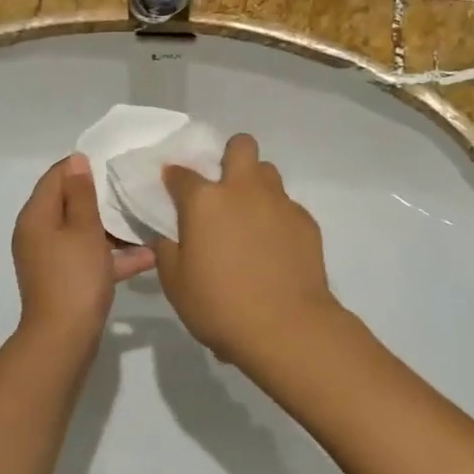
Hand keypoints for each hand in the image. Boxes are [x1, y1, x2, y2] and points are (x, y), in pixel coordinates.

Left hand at [12, 154, 155, 349]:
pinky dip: (112, 255)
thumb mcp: (84, 229)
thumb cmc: (74, 277)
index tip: (114, 161)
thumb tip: (76, 161)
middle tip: (133, 186)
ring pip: (82, 231)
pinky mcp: (65, 279)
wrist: (63, 339)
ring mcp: (51, 258)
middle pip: (69, 203)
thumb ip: (81, 194)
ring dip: (111, 227)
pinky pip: (88, 257)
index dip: (82, 166)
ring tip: (144, 216)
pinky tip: (147, 255)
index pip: (56, 176)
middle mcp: (38, 233)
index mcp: (36, 216)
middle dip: (101, 196)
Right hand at [153, 134, 343, 371]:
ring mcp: (279, 202)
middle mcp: (243, 190)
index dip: (173, 178)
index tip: (172, 191)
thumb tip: (168, 233)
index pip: (181, 173)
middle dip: (230, 156)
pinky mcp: (306, 221)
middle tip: (222, 188)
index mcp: (205, 200)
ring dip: (255, 184)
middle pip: (241, 146)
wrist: (287, 328)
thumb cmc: (220, 305)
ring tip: (249, 217)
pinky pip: (287, 205)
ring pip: (268, 172)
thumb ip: (167, 249)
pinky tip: (273, 246)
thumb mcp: (175, 283)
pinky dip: (276, 217)